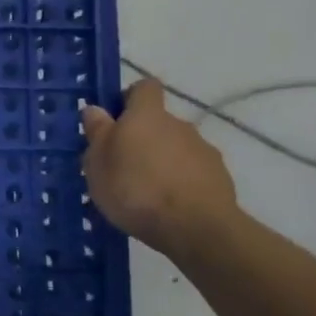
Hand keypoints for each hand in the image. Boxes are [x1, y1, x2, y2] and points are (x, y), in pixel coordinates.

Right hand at [81, 80, 239, 258]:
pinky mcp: (219, 178)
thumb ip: (98, 132)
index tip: (115, 119)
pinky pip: (193, 172)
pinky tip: (168, 206)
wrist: (196, 228)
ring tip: (145, 193)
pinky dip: (181, 182)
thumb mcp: (98, 162)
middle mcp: (179, 124)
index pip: (144, 87)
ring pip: (176, 148)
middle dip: (142, 138)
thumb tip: (96, 109)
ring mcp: (204, 150)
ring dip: (162, 161)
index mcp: (147, 115)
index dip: (129, 98)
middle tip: (122, 166)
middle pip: (158, 122)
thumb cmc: (135, 189)